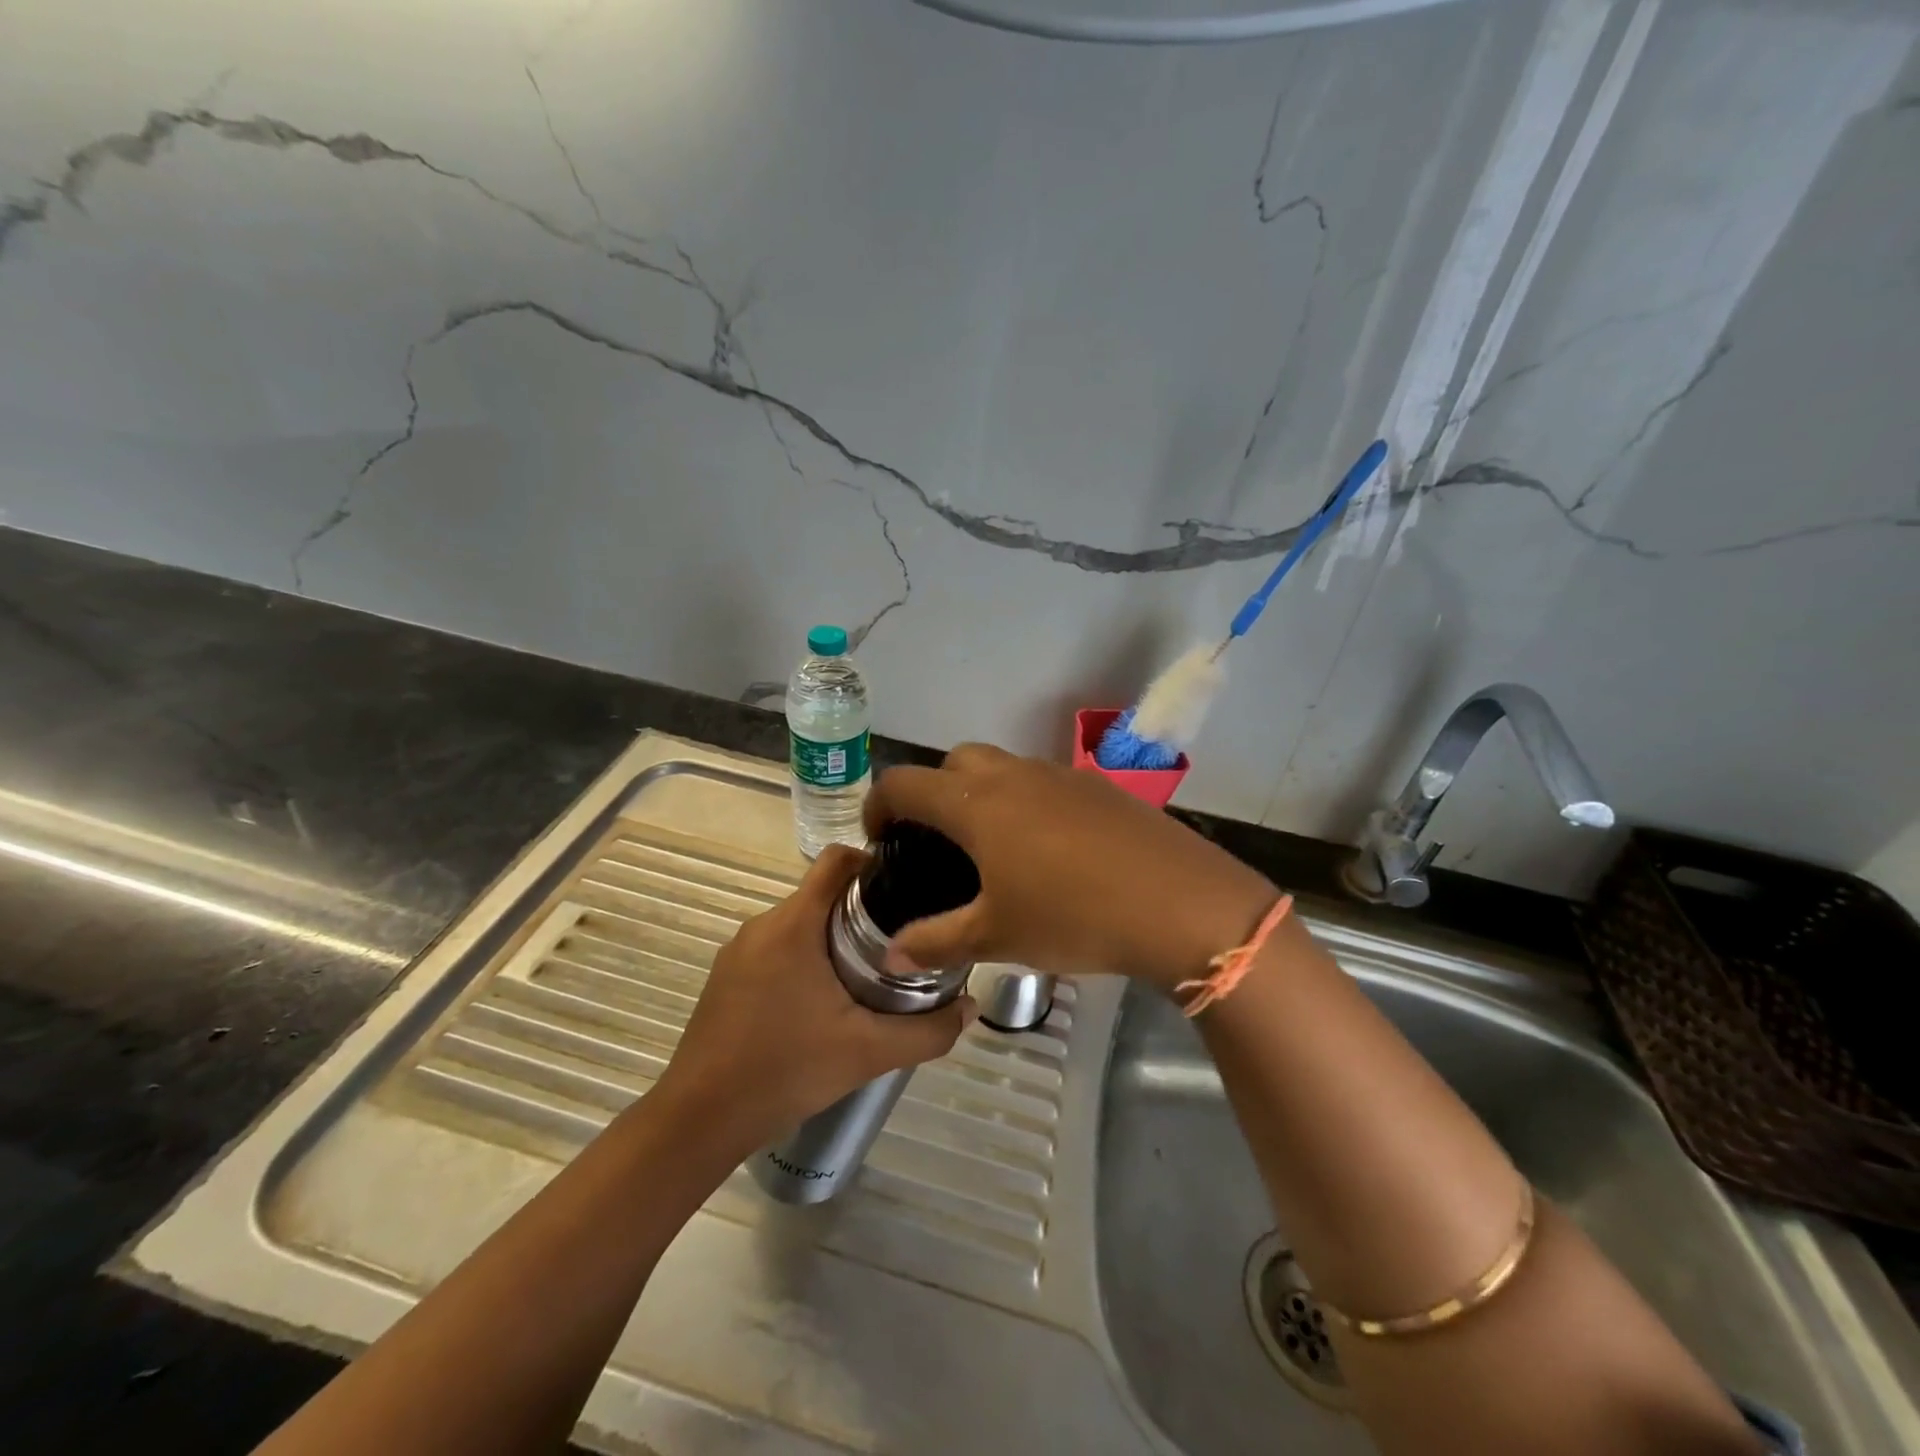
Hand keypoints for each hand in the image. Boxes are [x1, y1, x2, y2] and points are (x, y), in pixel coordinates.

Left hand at [655, 845, 973, 1149]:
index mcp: (794, 924)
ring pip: (800, 923)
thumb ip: (928, 1030)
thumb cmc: (785, 1070)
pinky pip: (777, 948)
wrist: (700, 1119)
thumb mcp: (868, 1052)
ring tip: (868, 975)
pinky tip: (821, 1003)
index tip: (906, 888)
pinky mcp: (727, 976)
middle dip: (862, 911)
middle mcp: (763, 924)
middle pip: (822, 893)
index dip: (874, 862)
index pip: (837, 860)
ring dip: (833, 938)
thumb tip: (972, 1007)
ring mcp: (739, 951)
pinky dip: (805, 959)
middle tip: (899, 944)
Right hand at [863, 744, 1277, 989]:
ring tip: (993, 849)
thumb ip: (936, 943)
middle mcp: (1013, 775)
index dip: (879, 805)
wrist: (1180, 902)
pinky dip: (1026, 802)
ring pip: (1003, 767)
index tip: (880, 840)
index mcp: (976, 803)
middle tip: (939, 842)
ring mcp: (1061, 775)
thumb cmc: (1074, 916)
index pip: (905, 783)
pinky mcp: (1099, 787)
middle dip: (933, 792)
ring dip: (982, 794)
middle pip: (954, 761)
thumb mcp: (997, 937)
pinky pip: (1044, 782)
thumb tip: (891, 957)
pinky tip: (1049, 852)